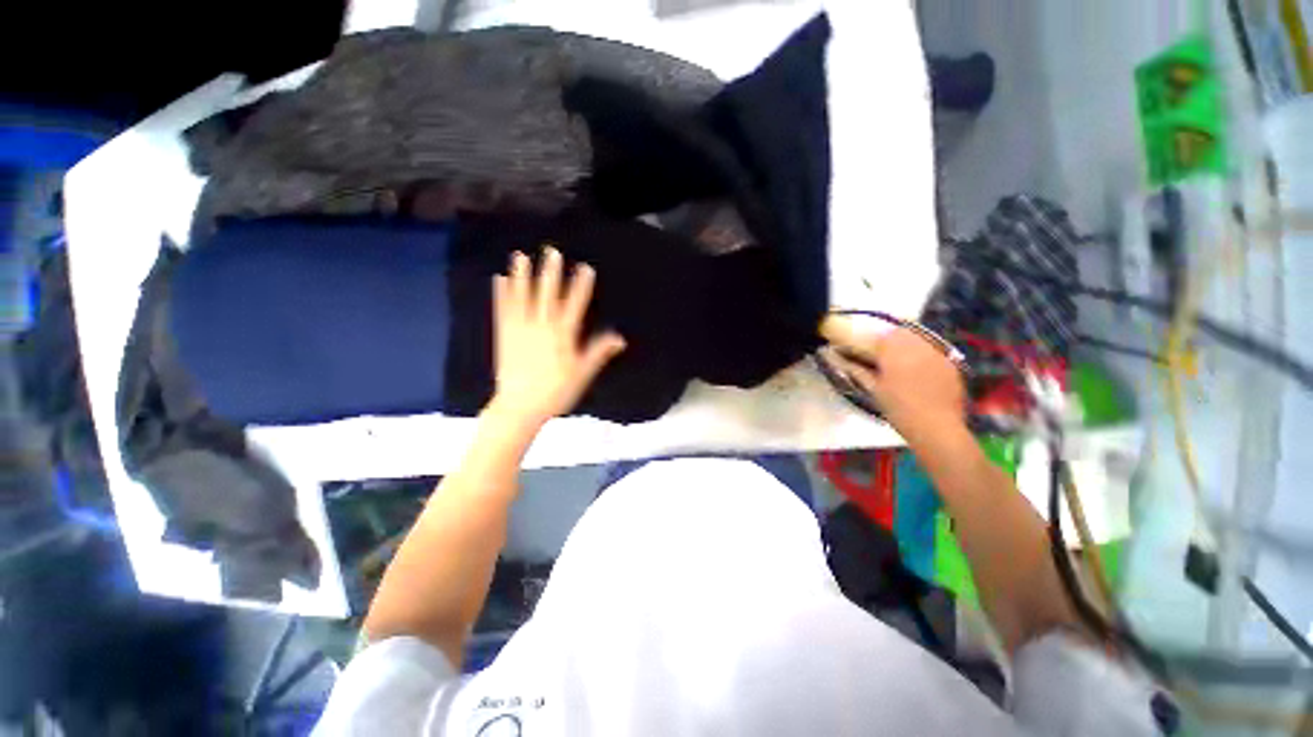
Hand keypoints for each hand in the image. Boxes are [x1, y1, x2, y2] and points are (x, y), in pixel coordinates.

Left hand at [486, 247, 625, 427]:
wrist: (520, 407)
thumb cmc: (556, 391)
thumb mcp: (583, 373)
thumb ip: (599, 351)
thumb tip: (620, 338)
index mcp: (562, 336)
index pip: (575, 305)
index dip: (581, 286)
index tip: (585, 268)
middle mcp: (541, 327)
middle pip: (547, 295)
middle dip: (551, 272)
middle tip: (552, 251)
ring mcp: (520, 329)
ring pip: (521, 298)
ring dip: (521, 276)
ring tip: (520, 256)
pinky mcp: (504, 335)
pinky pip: (502, 311)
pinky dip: (501, 295)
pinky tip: (499, 280)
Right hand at [823, 326, 965, 435]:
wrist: (936, 427)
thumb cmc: (898, 409)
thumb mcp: (873, 389)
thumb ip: (855, 369)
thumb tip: (834, 357)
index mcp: (893, 350)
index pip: (876, 336)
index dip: (866, 341)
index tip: (858, 351)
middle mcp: (916, 345)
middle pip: (899, 333)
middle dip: (887, 341)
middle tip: (879, 357)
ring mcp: (936, 352)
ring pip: (917, 339)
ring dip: (905, 346)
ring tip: (898, 364)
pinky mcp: (950, 363)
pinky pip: (932, 351)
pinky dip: (922, 356)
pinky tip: (918, 372)